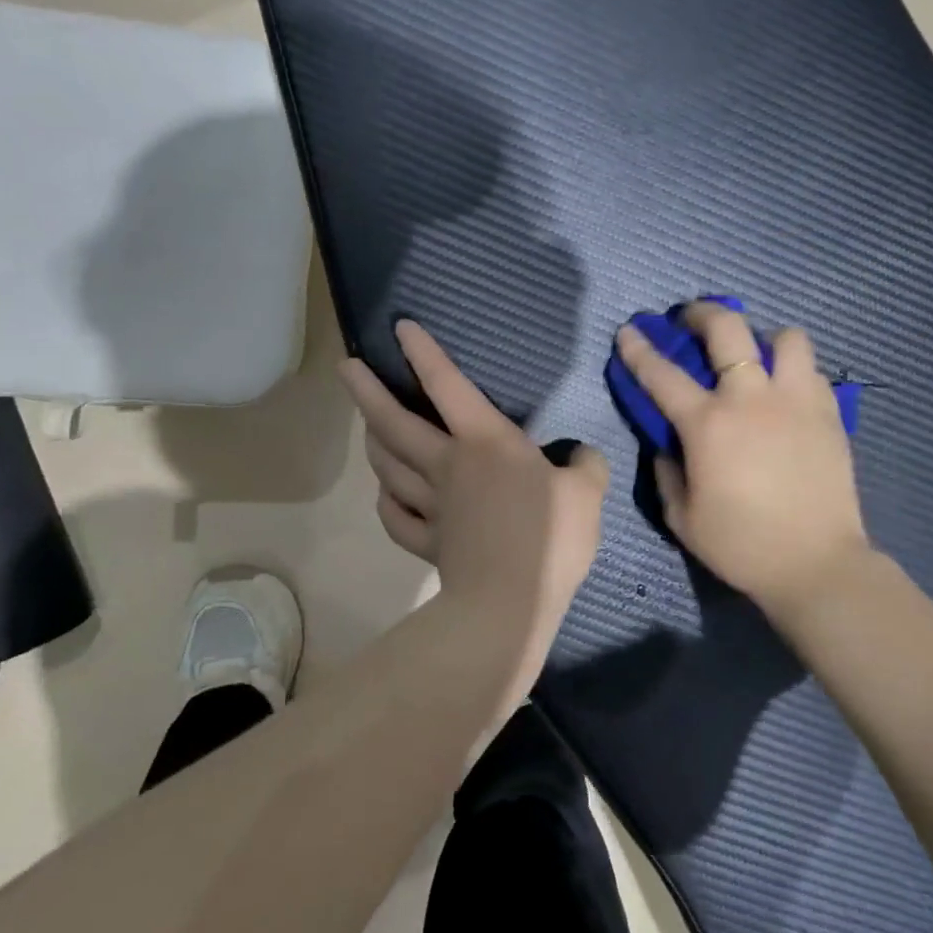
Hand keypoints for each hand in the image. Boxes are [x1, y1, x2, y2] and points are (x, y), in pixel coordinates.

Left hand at [340, 322, 609, 682]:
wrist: (511, 604)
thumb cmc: (549, 538)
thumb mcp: (587, 493)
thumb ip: (587, 466)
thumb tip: (582, 456)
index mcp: (485, 443)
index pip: (447, 385)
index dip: (423, 353)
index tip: (400, 328)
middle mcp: (448, 466)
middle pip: (395, 423)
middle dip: (367, 392)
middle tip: (345, 368)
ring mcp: (432, 506)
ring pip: (389, 467)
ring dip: (374, 443)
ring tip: (367, 428)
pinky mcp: (428, 543)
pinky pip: (396, 518)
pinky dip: (386, 503)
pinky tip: (386, 497)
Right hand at [615, 301, 871, 622]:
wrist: (816, 564)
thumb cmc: (741, 545)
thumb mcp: (681, 516)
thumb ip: (667, 471)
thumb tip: (669, 444)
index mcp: (708, 424)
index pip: (662, 374)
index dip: (639, 349)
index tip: (628, 330)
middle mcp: (751, 398)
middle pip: (727, 329)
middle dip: (702, 313)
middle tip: (691, 319)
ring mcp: (796, 401)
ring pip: (785, 338)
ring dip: (762, 338)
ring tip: (755, 356)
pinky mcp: (829, 413)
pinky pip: (812, 371)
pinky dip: (793, 371)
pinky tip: (785, 392)